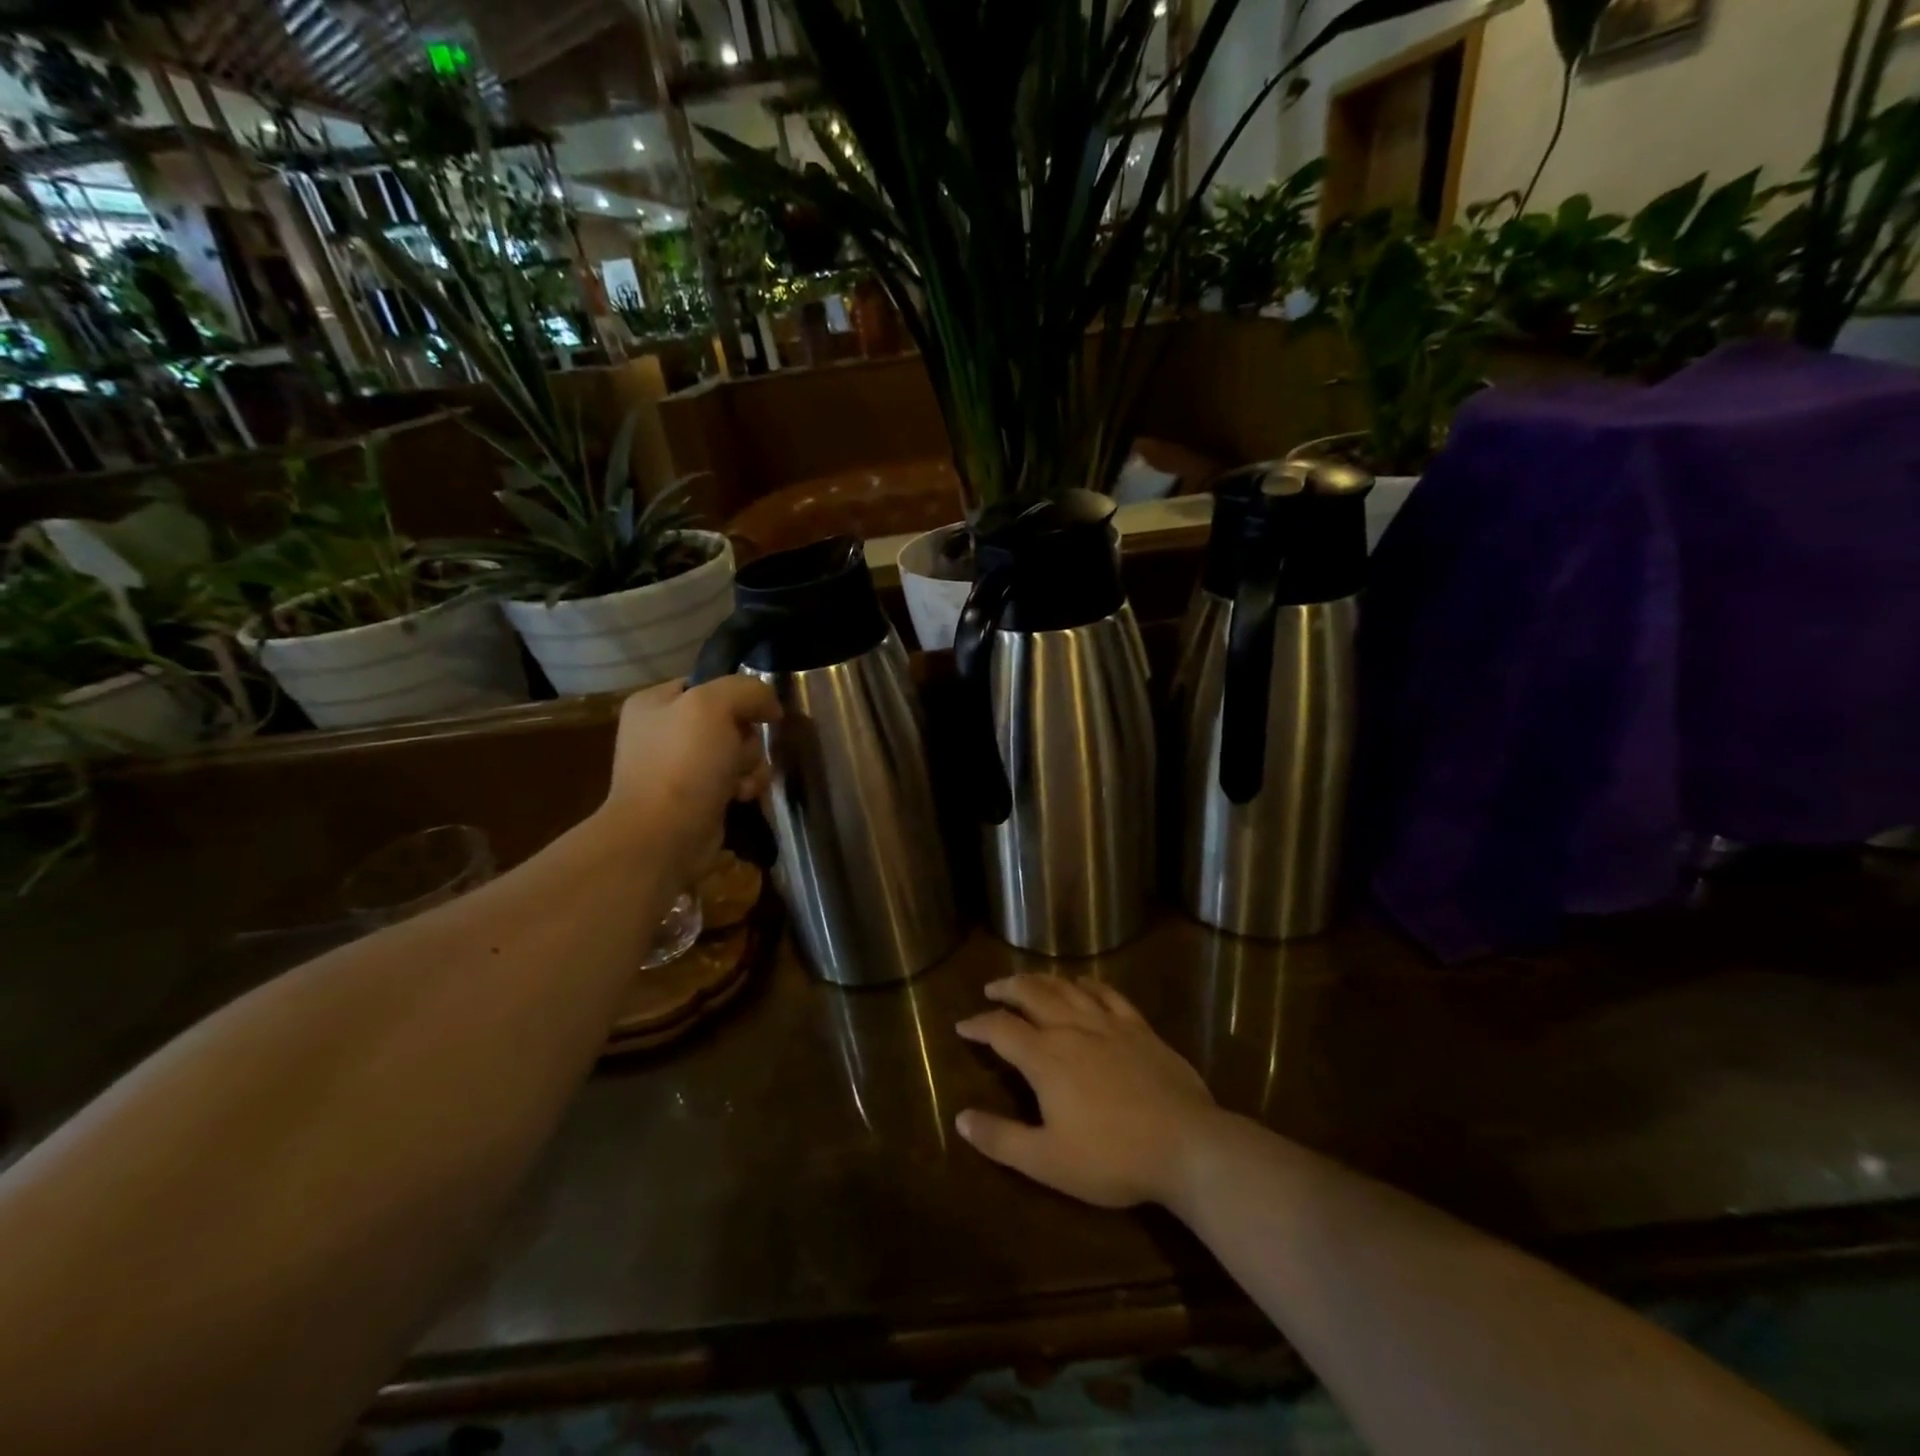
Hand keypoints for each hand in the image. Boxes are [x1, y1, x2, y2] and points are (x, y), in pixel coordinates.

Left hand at [601, 677, 779, 880]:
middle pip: (731, 720)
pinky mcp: (699, 798)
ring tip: (740, 781)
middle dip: (746, 737)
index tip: (756, 712)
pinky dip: (744, 787)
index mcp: (654, 703)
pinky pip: (737, 780)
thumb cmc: (683, 763)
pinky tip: (739, 797)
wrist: (663, 836)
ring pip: (739, 751)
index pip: (709, 684)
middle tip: (738, 751)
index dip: (737, 696)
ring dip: (750, 764)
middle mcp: (664, 732)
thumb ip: (748, 690)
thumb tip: (771, 707)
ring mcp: (681, 768)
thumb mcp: (714, 705)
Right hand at [955, 975, 1217, 1208]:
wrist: (1186, 1144)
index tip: (962, 1025)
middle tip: (992, 989)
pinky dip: (1088, 984)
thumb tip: (960, 1118)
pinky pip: (1107, 993)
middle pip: (1032, 994)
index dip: (978, 1025)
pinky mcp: (1139, 1027)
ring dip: (1042, 980)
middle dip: (1007, 988)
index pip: (1001, 1029)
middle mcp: (1071, 1029)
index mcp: (1045, 1058)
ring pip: (1066, 988)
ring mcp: (1108, 1023)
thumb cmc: (1112, 1157)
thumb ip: (1001, 1138)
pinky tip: (1082, 984)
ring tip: (1028, 981)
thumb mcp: (1047, 1161)